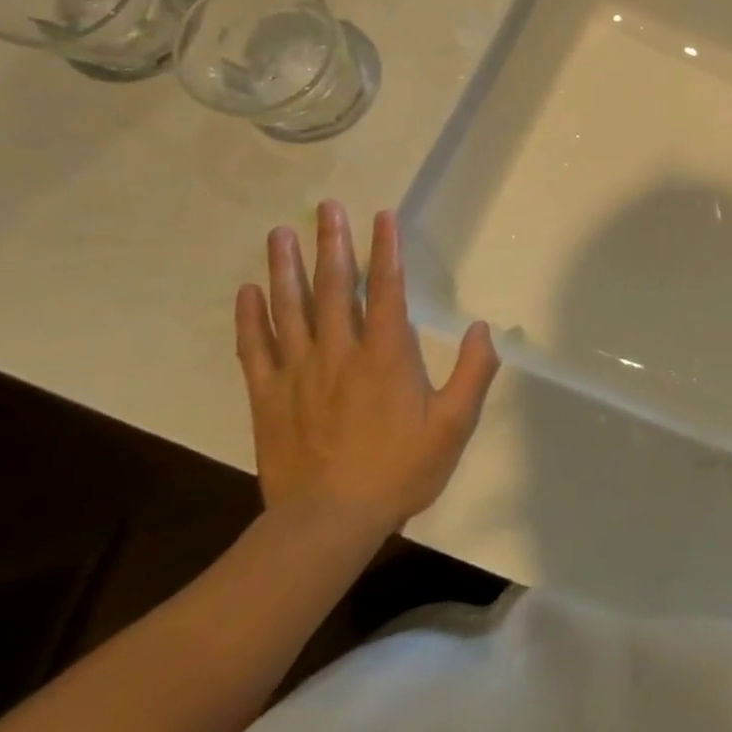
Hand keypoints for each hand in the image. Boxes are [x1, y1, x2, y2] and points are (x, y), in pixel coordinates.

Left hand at [234, 201, 498, 538]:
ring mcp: (298, 373)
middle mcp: (340, 352)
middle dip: (332, 243)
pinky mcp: (268, 397)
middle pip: (333, 287)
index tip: (380, 216)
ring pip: (289, 309)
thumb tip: (484, 328)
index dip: (385, 249)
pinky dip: (250, 318)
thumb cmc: (399, 470)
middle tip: (326, 207)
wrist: (328, 523)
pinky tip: (248, 292)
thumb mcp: (453, 425)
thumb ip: (474, 372)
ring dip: (285, 268)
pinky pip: (255, 349)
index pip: (386, 288)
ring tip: (280, 233)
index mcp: (386, 355)